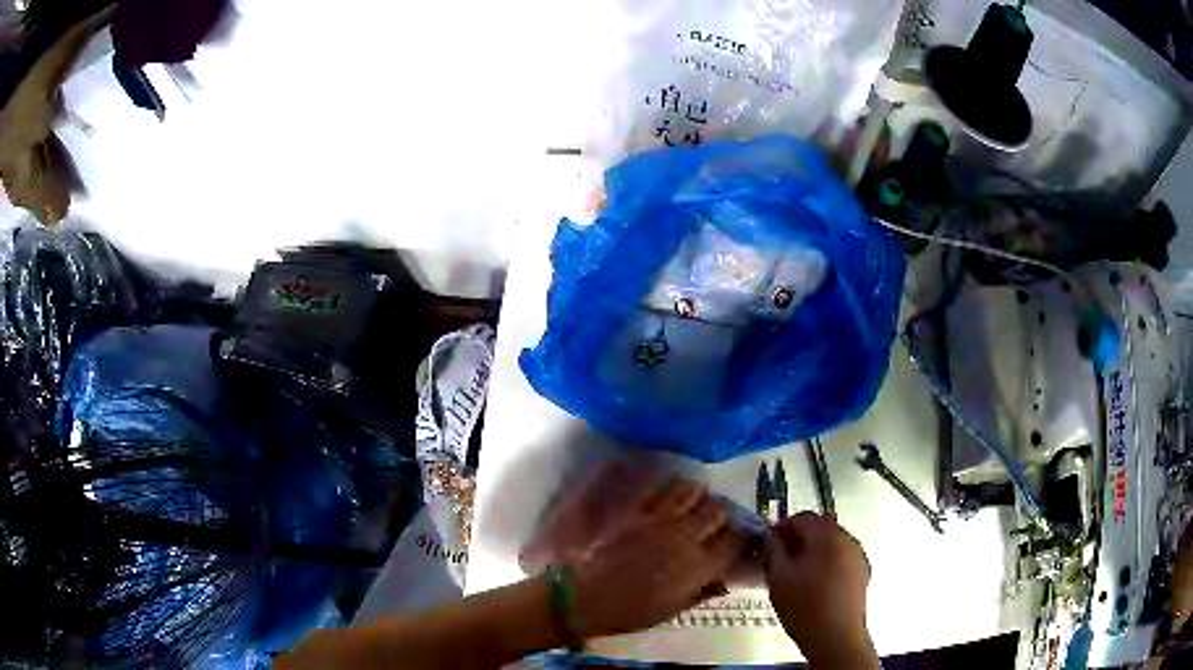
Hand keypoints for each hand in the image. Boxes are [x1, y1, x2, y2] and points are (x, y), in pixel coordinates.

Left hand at [565, 479, 744, 637]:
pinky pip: (663, 489)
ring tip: (693, 509)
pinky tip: (670, 500)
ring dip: (699, 499)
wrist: (585, 598)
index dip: (740, 541)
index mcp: (699, 567)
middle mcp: (686, 537)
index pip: (735, 542)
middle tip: (714, 527)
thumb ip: (704, 591)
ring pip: (694, 491)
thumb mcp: (674, 610)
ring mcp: (660, 520)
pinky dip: (673, 490)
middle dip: (721, 518)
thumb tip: (725, 580)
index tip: (738, 543)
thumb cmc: (631, 613)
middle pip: (719, 511)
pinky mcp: (637, 510)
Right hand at [763, 512, 877, 668]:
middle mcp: (848, 539)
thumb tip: (771, 537)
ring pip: (832, 543)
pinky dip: (828, 562)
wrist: (836, 637)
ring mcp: (859, 556)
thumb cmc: (804, 607)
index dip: (782, 526)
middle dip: (799, 538)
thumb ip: (773, 550)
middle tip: (780, 558)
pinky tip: (816, 584)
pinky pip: (842, 557)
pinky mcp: (863, 573)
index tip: (769, 542)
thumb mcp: (778, 577)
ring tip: (797, 573)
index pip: (803, 517)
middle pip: (820, 528)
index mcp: (827, 536)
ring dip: (814, 550)